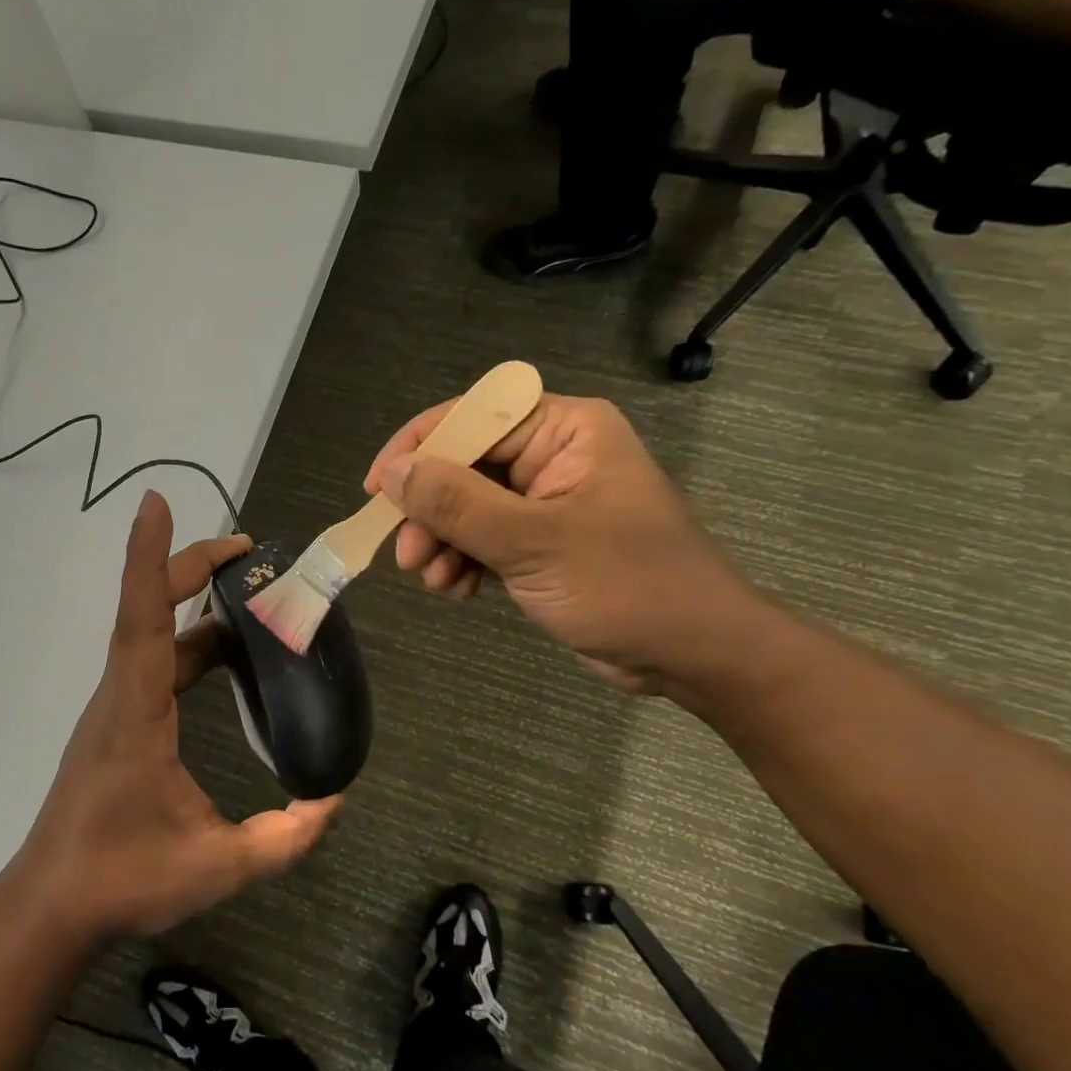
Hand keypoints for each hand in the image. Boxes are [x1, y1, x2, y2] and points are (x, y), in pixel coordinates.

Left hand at [9, 492, 340, 938]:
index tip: (156, 503)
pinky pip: (152, 662)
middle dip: (191, 570)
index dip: (152, 558)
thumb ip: (282, 838)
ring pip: (152, 636)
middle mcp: (120, 695)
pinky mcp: (117, 723)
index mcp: (136, 711)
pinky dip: (187, 643)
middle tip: (248, 554)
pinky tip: (223, 656)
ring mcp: (114, 707)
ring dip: (194, 608)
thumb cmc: (123, 878)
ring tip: (250, 598)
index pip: (143, 618)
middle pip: (148, 611)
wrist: (52, 905)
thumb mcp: (216, 866)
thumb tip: (332, 801)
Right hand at [365, 394, 763, 693]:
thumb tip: (394, 471)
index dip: (420, 446)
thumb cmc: (627, 586)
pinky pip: (483, 538)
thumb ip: (458, 504)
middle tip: (407, 555)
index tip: (377, 489)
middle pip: (465, 465)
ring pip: (467, 506)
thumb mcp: (534, 542)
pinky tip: (458, 590)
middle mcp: (553, 455)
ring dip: (442, 542)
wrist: (693, 655)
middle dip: (431, 511)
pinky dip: (463, 561)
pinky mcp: (541, 541)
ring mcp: (546, 501)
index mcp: (566, 430)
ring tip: (435, 580)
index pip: (474, 416)